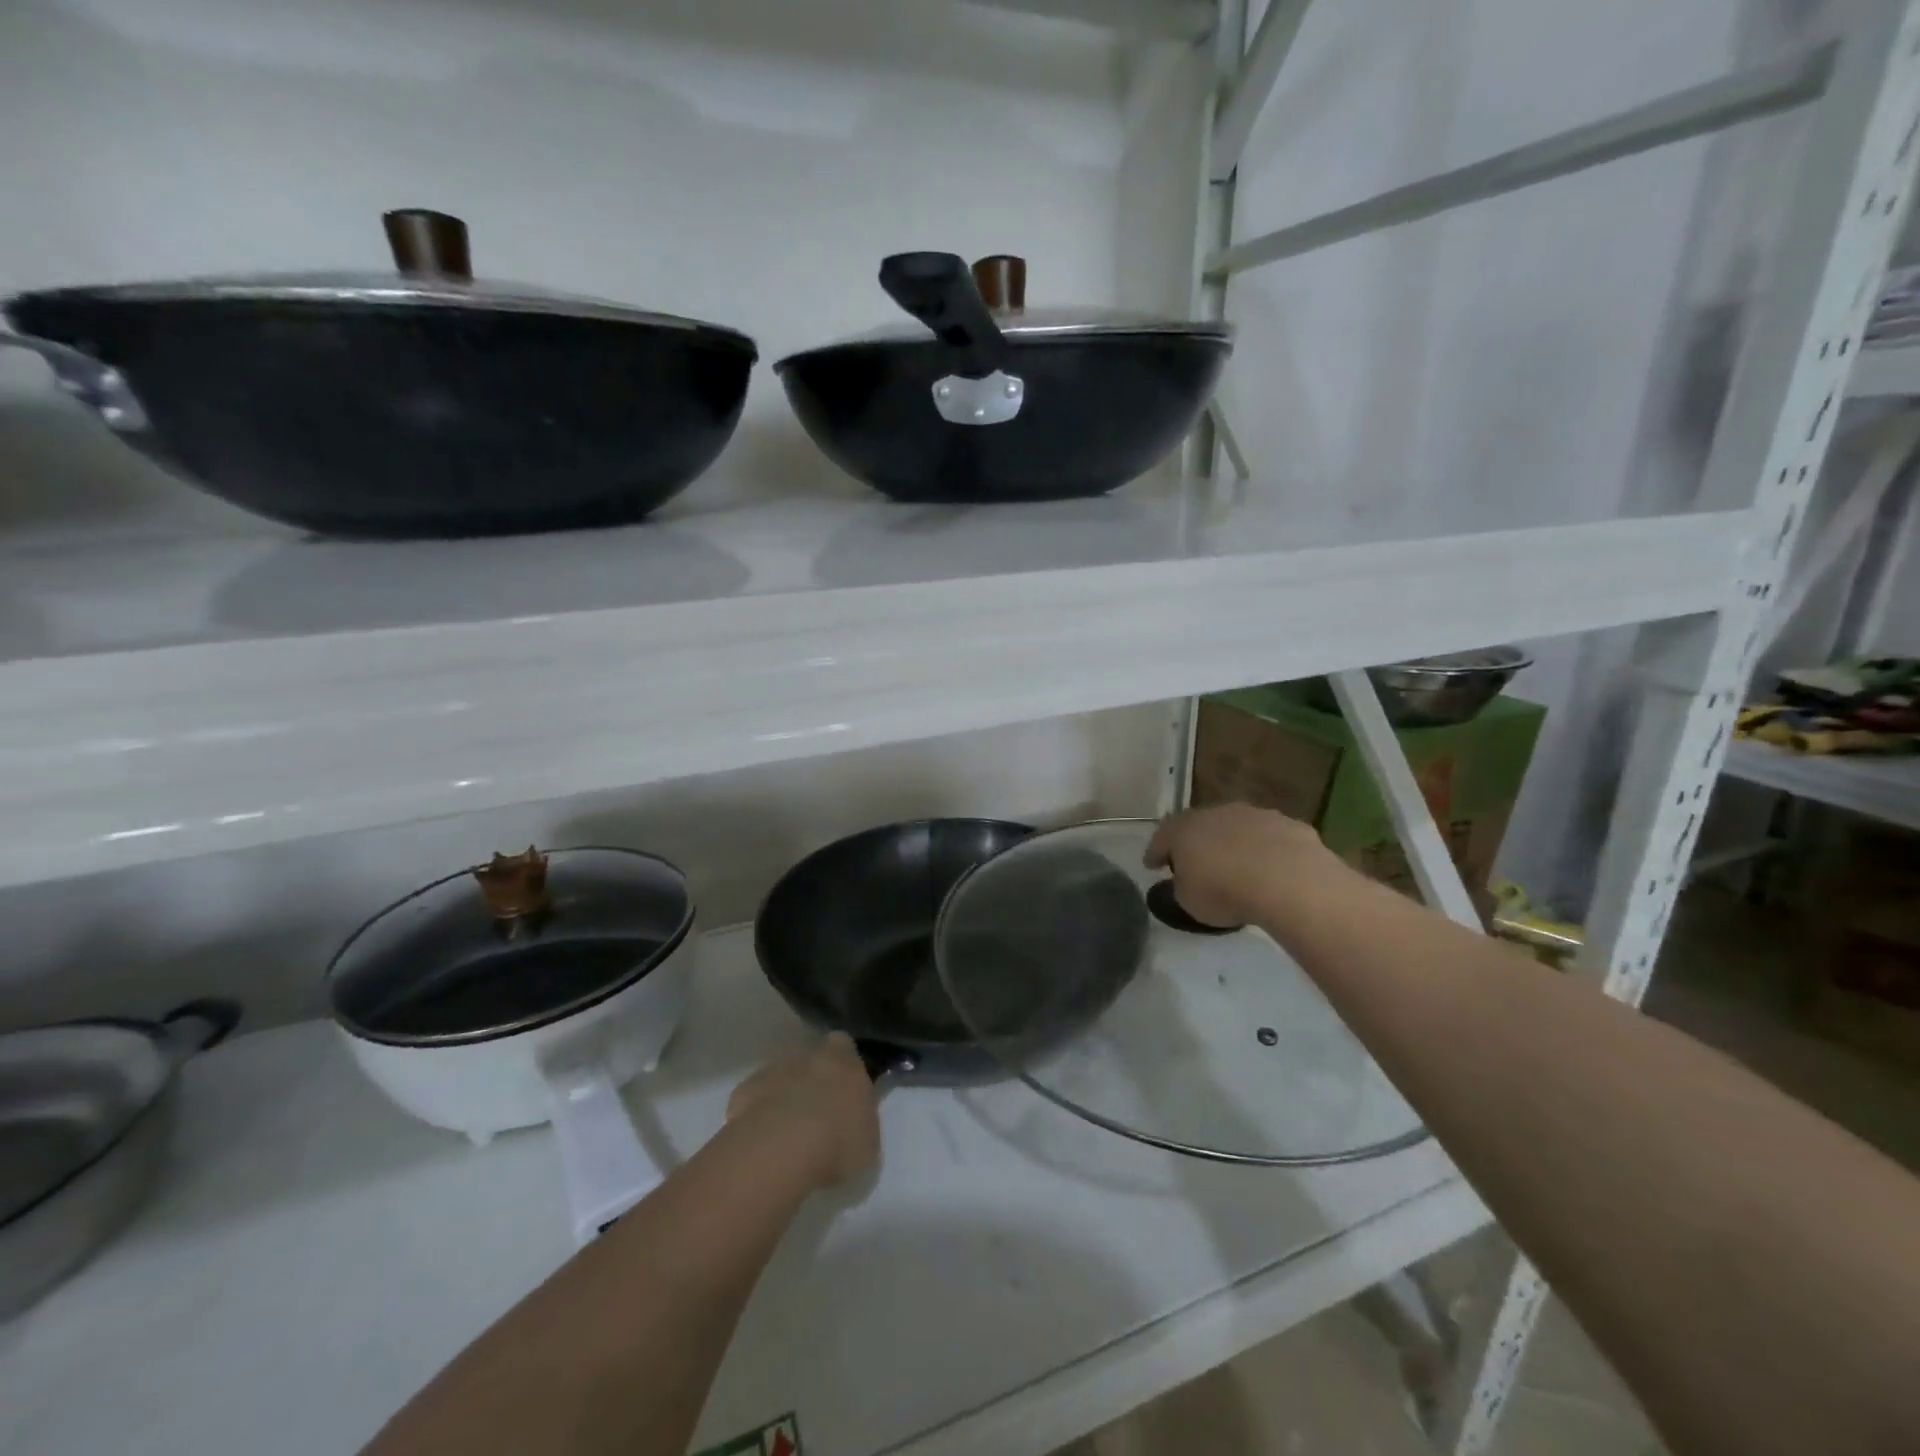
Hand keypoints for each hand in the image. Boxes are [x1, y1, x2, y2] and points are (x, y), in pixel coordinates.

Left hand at [726, 1033, 879, 1190]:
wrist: (779, 1152)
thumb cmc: (837, 1143)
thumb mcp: (867, 1138)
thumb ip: (859, 1118)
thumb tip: (851, 1118)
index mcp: (844, 1060)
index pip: (844, 1046)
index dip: (843, 1065)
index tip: (844, 1088)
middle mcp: (807, 1055)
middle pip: (810, 1058)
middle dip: (812, 1079)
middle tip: (816, 1114)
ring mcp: (772, 1070)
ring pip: (780, 1076)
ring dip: (783, 1095)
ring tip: (786, 1134)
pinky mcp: (742, 1091)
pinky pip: (753, 1099)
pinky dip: (757, 1114)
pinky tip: (762, 1142)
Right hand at [1145, 803, 1344, 927]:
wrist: (1287, 880)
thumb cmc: (1224, 891)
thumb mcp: (1189, 900)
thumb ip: (1183, 887)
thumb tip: (1187, 882)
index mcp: (1184, 829)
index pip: (1162, 837)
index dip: (1156, 851)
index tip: (1151, 864)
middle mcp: (1217, 814)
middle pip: (1200, 825)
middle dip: (1196, 842)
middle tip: (1194, 862)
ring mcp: (1255, 815)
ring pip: (1237, 828)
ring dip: (1234, 843)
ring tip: (1237, 867)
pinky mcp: (1289, 825)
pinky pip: (1270, 838)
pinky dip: (1266, 851)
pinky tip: (1272, 870)